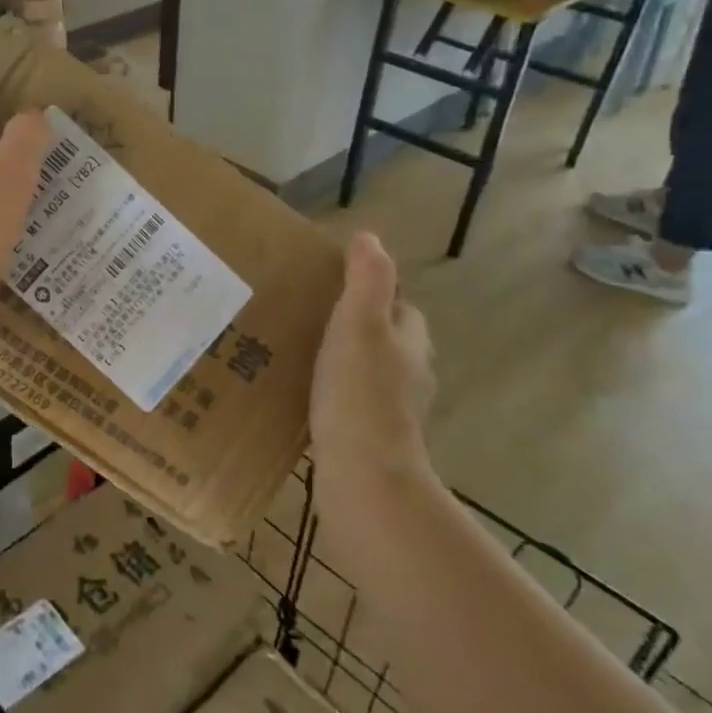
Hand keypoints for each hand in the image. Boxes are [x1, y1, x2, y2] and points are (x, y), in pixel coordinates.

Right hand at [310, 233, 435, 480]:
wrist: (364, 475)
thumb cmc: (361, 393)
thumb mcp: (360, 324)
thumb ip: (368, 280)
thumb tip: (370, 237)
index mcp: (411, 344)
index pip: (402, 308)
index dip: (375, 295)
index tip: (335, 290)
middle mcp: (411, 377)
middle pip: (388, 343)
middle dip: (358, 331)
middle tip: (310, 322)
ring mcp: (394, 413)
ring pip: (371, 376)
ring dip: (346, 366)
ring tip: (300, 359)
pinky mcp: (374, 442)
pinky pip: (354, 408)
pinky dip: (337, 400)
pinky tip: (306, 401)